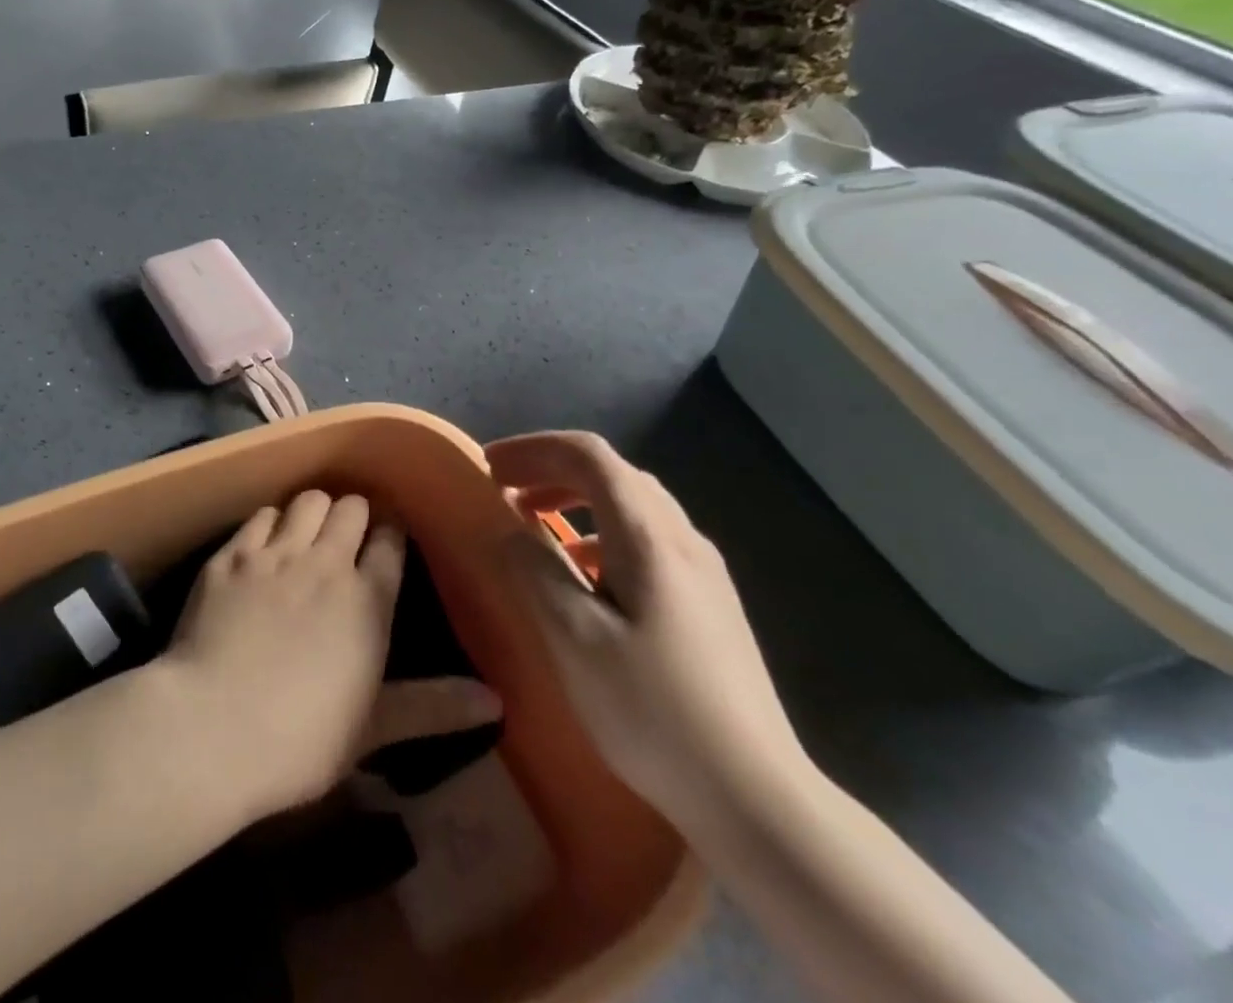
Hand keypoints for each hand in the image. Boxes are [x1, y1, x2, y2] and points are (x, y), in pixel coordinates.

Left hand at [163, 491, 500, 822]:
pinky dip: (270, 522)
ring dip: (314, 510)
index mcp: (368, 600)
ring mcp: (275, 553)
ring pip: (307, 501)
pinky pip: (261, 515)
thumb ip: (434, 707)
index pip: (390, 543)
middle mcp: (325, 562)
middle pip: (351, 508)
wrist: (212, 728)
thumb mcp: (374, 729)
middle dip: (355, 515)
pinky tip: (265, 542)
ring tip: (310, 531)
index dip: (391, 536)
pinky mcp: (232, 555)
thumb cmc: (301, 739)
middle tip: (348, 537)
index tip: (388, 541)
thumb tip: (497, 701)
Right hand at [488, 432, 808, 839]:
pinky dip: (600, 531)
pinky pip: (646, 537)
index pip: (588, 455)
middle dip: (550, 468)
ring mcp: (703, 570)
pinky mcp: (709, 602)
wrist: (758, 798)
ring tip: (533, 520)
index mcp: (650, 537)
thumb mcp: (574, 640)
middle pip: (612, 472)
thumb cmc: (654, 711)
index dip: (533, 448)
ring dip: (575, 497)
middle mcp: (683, 538)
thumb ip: (534, 571)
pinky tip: (582, 572)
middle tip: (503, 488)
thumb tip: (508, 529)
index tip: (488, 468)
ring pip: (632, 504)